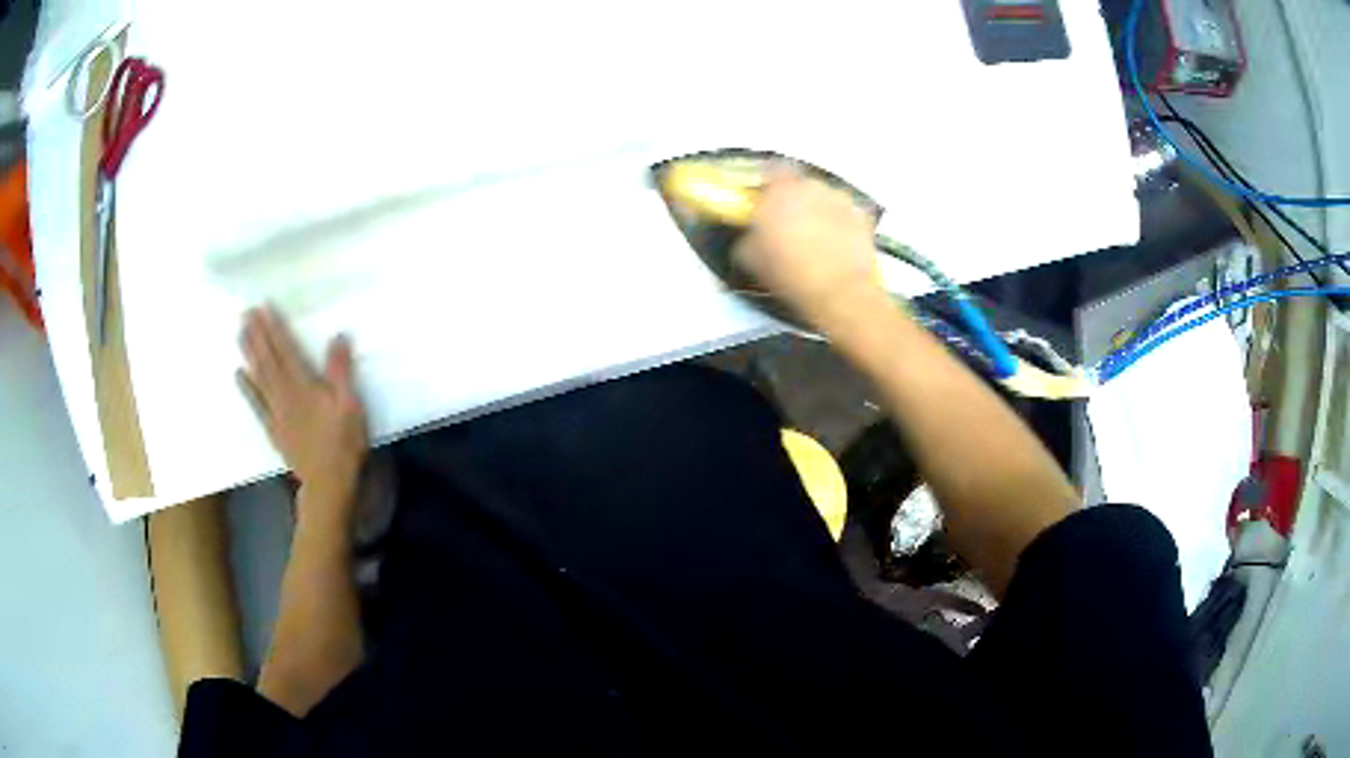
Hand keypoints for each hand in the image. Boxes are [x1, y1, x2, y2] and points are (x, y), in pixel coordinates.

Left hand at [238, 307, 367, 511]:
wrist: (327, 484)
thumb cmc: (343, 444)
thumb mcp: (350, 405)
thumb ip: (341, 371)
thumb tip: (337, 336)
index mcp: (305, 386)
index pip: (287, 351)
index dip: (275, 329)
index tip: (264, 308)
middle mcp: (285, 394)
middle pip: (269, 360)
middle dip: (258, 335)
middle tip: (245, 313)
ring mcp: (276, 412)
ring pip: (260, 377)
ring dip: (249, 354)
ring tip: (240, 333)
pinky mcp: (273, 428)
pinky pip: (256, 404)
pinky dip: (247, 388)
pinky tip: (239, 374)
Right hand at [734, 167, 883, 325]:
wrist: (839, 291)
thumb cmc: (789, 271)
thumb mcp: (749, 258)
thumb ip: (747, 236)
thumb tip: (750, 235)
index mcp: (781, 188)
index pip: (771, 169)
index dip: (768, 183)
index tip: (766, 199)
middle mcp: (812, 185)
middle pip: (800, 184)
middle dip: (795, 200)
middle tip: (789, 224)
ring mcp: (841, 199)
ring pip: (825, 199)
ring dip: (819, 211)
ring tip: (816, 239)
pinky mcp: (864, 217)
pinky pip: (847, 216)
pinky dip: (842, 226)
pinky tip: (837, 247)